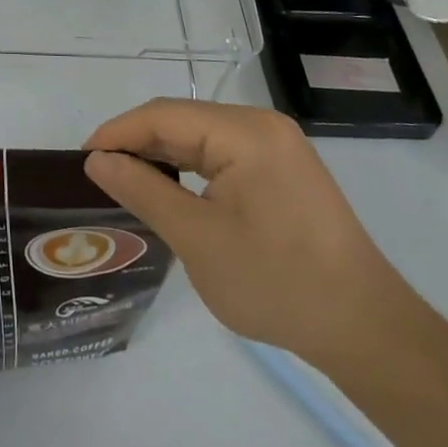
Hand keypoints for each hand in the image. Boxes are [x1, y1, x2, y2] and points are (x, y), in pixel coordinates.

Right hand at [82, 100, 418, 366]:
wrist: (366, 331)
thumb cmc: (277, 282)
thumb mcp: (197, 238)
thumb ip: (143, 190)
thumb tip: (96, 159)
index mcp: (245, 132)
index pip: (163, 115)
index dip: (117, 133)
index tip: (81, 160)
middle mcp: (261, 126)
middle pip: (182, 120)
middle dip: (137, 143)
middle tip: (98, 175)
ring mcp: (277, 147)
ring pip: (200, 138)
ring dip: (162, 156)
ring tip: (124, 183)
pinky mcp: (283, 171)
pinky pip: (222, 155)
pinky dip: (190, 169)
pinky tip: (170, 191)